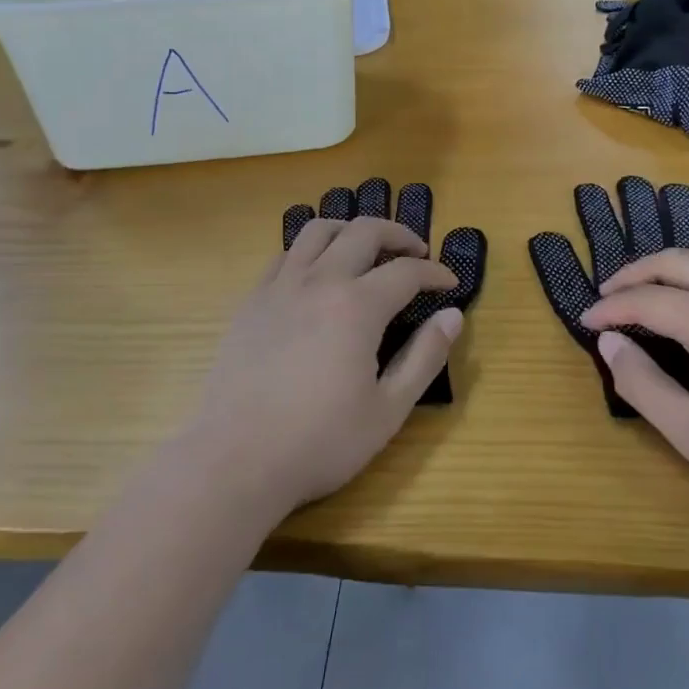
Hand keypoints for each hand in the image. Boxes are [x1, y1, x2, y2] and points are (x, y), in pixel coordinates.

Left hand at [187, 218, 461, 518]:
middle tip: (416, 252)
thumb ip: (425, 357)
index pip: (407, 271)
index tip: (449, 283)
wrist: (236, 459)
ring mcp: (280, 286)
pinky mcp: (252, 299)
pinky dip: (311, 250)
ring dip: (351, 229)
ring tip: (366, 247)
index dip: (434, 272)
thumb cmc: (320, 441)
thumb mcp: (388, 410)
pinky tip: (317, 273)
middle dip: (398, 234)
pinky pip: (285, 254)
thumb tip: (452, 315)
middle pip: (364, 231)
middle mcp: (320, 281)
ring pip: (319, 230)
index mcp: (357, 306)